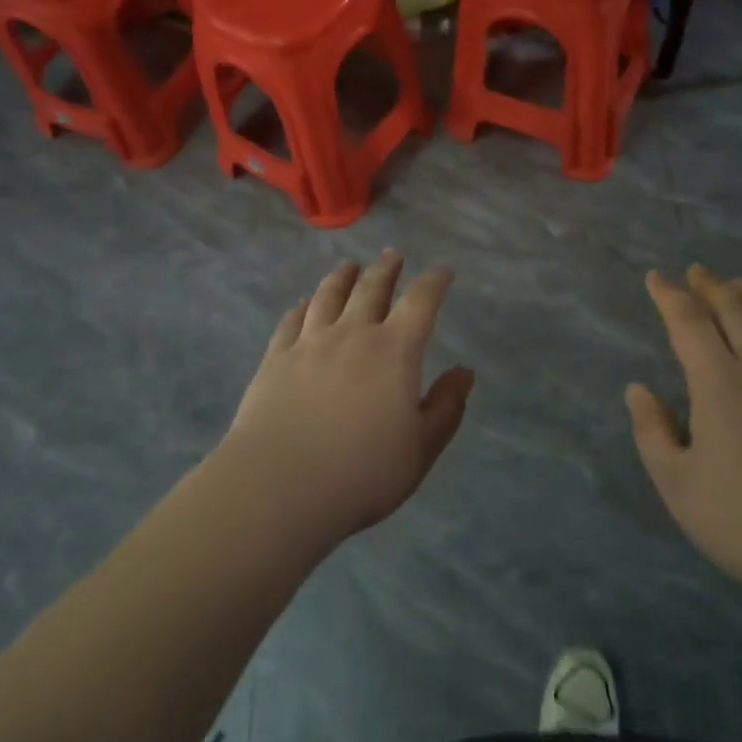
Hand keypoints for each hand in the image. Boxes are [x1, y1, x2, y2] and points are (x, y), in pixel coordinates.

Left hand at [223, 253, 473, 547]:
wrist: (280, 485)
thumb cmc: (361, 472)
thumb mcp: (420, 449)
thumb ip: (446, 408)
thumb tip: (465, 372)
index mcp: (394, 350)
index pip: (420, 302)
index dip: (434, 283)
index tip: (442, 272)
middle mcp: (352, 333)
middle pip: (371, 287)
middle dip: (386, 268)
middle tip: (392, 255)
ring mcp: (309, 342)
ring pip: (328, 295)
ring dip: (342, 276)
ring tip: (349, 266)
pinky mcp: (276, 358)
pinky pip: (292, 320)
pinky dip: (302, 306)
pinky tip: (304, 304)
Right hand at [627, 266, 741, 632]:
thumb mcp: (678, 485)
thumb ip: (652, 432)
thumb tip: (637, 390)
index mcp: (719, 384)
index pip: (689, 322)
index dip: (669, 295)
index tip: (655, 277)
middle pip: (735, 311)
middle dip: (711, 287)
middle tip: (696, 271)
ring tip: (740, 284)